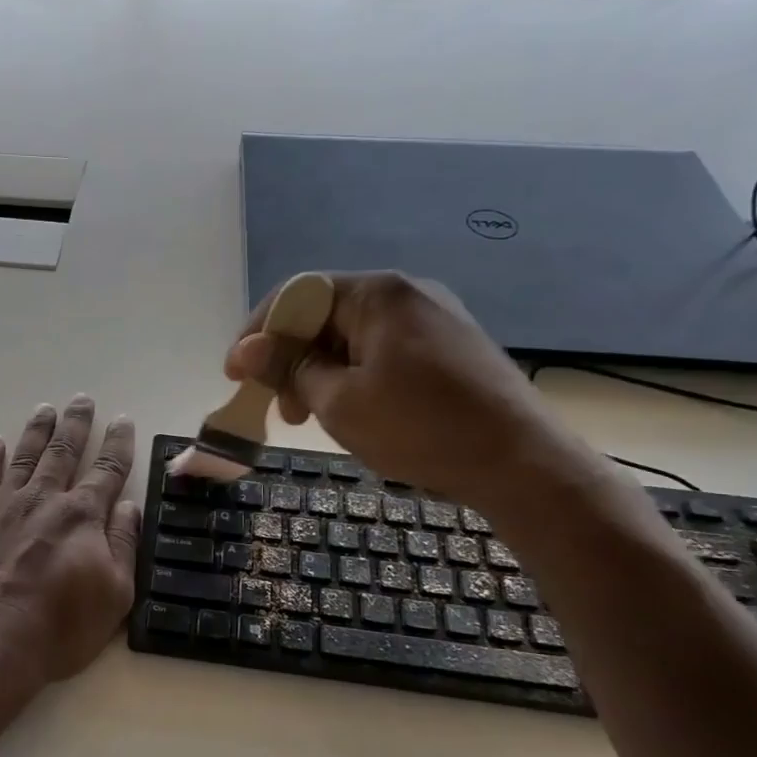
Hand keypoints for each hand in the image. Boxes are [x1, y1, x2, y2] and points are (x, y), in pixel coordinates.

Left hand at [0, 396, 141, 704]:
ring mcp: (2, 507)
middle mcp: (43, 500)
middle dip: (76, 423)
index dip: (118, 444)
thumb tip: (129, 505)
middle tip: (82, 399)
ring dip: (37, 431)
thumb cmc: (57, 629)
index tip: (123, 420)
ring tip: (45, 408)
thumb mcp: (113, 596)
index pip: (107, 470)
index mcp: (82, 516)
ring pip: (24, 456)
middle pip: (63, 452)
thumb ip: (123, 545)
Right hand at [225, 271, 588, 511]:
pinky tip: (352, 412)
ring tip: (310, 418)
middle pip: (324, 314)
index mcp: (377, 294)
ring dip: (319, 372)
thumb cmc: (420, 428)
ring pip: (352, 336)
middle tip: (278, 408)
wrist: (521, 463)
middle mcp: (406, 293)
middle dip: (290, 358)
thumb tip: (246, 348)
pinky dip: (353, 376)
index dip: (258, 333)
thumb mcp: (339, 401)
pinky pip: (382, 350)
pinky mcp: (449, 347)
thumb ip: (289, 368)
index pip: (296, 294)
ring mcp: (433, 318)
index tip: (234, 375)